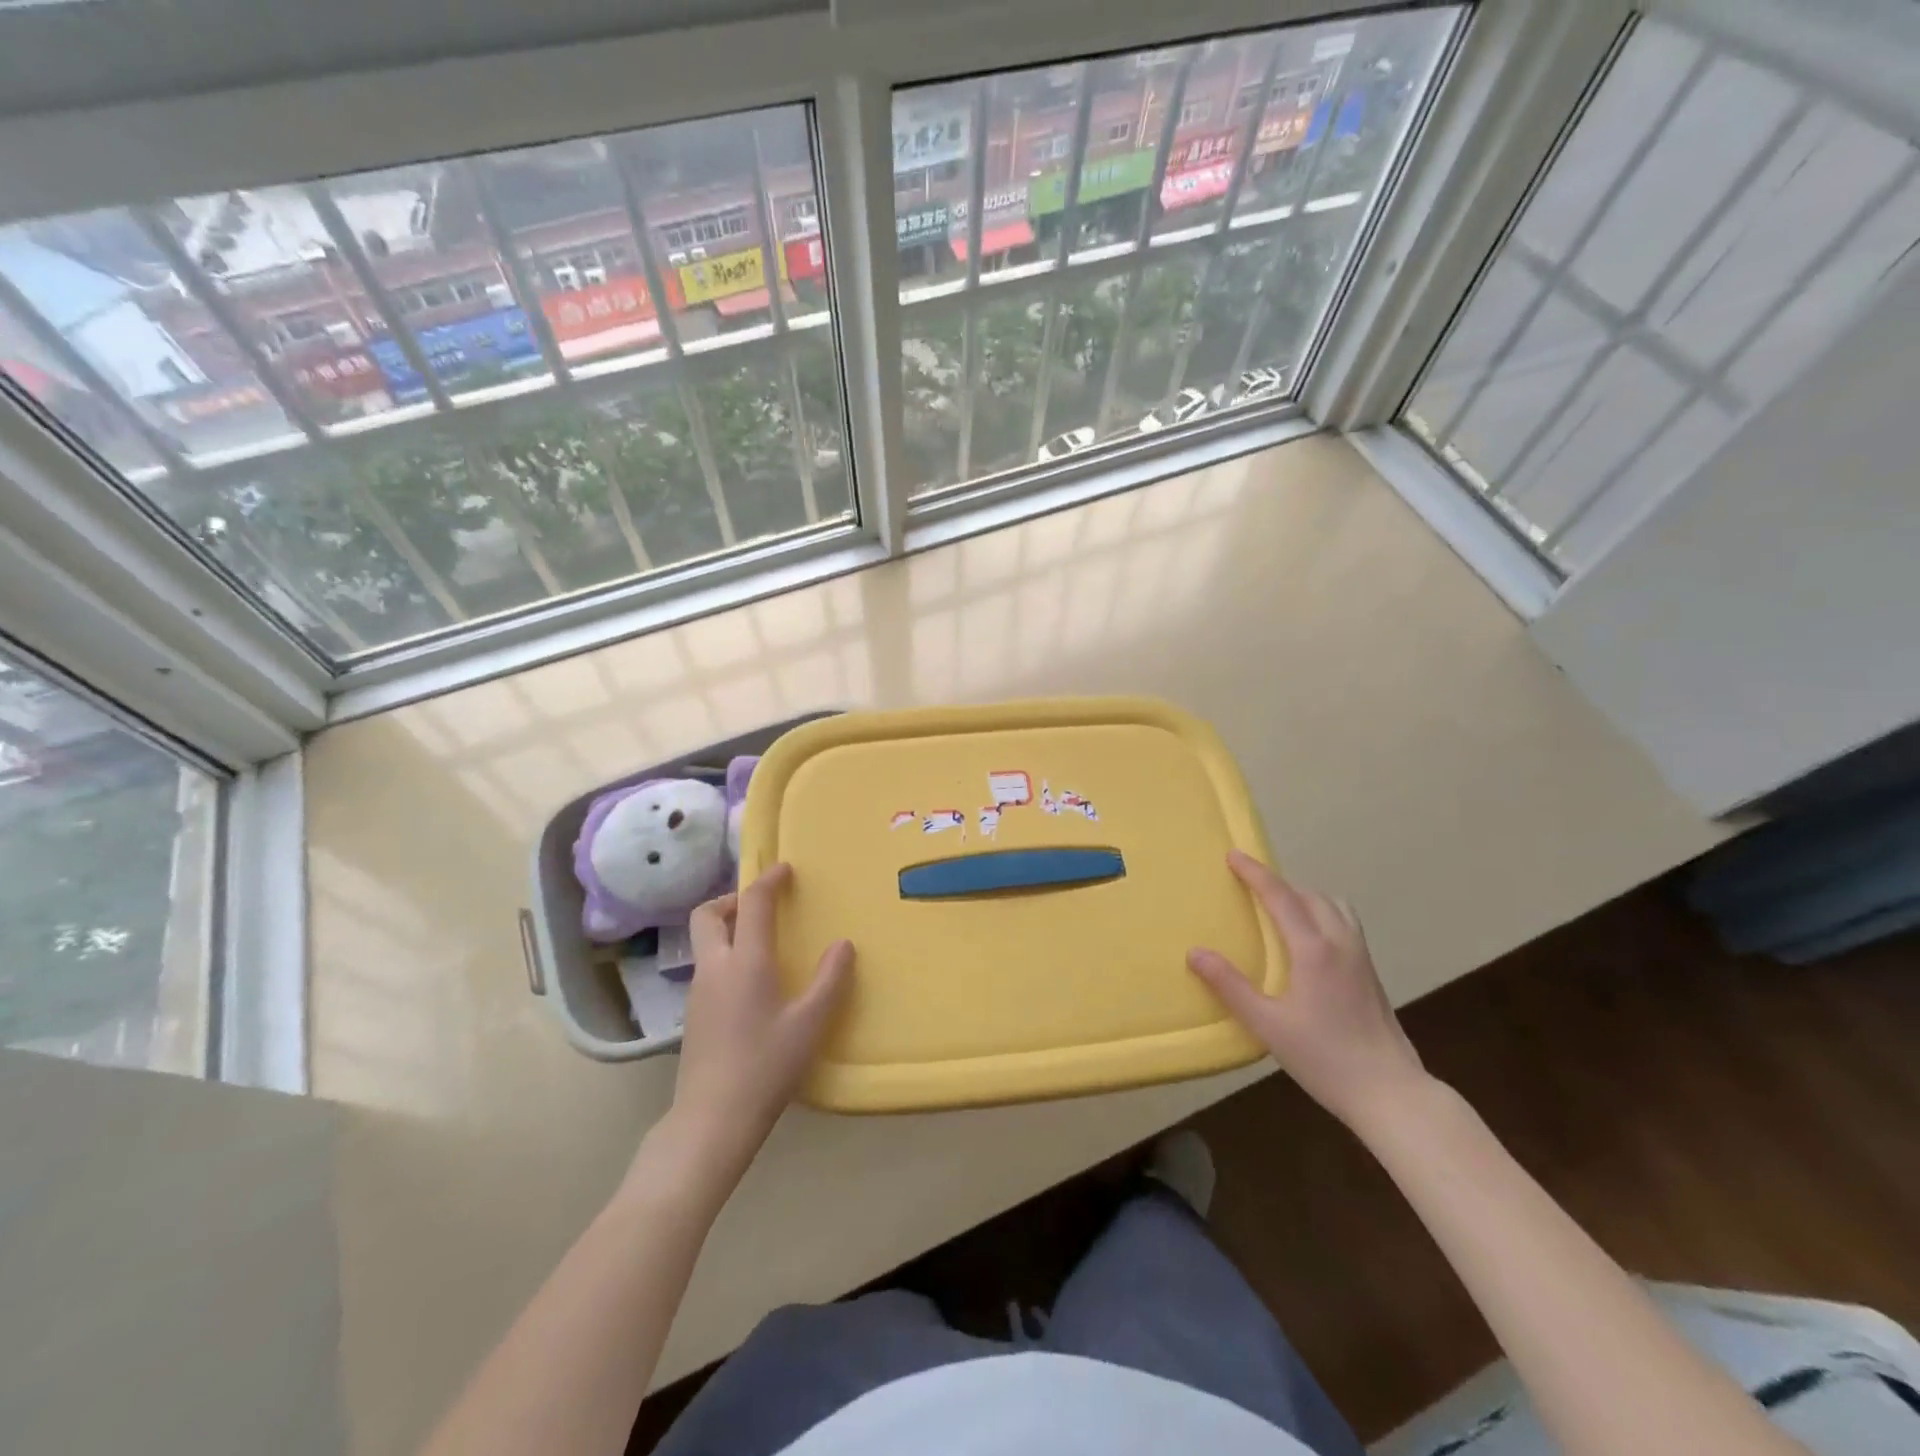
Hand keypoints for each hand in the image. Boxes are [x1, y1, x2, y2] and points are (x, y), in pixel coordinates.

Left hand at [670, 864, 853, 1171]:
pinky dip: (726, 955)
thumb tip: (843, 944)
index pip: (753, 904)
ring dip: (728, 928)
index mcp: (745, 962)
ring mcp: (698, 993)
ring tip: (763, 943)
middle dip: (732, 900)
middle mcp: (715, 968)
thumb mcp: (810, 1023)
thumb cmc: (766, 1066)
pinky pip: (708, 967)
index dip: (769, 880)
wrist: (712, 1120)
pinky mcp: (693, 1016)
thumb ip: (830, 980)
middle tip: (763, 907)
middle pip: (707, 915)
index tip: (785, 869)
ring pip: (705, 942)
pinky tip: (751, 984)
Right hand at [1188, 850, 1426, 1132]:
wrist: (1391, 1093)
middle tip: (1250, 886)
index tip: (1233, 855)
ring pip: (1334, 906)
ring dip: (1304, 896)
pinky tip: (1308, 940)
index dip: (1255, 873)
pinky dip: (1321, 913)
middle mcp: (1341, 943)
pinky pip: (1344, 923)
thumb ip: (1231, 986)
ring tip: (1280, 908)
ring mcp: (1361, 957)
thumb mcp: (1268, 1025)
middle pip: (1309, 895)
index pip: (1281, 896)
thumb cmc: (1325, 1058)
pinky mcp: (1371, 974)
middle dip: (1278, 883)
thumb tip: (1195, 952)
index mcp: (1314, 949)